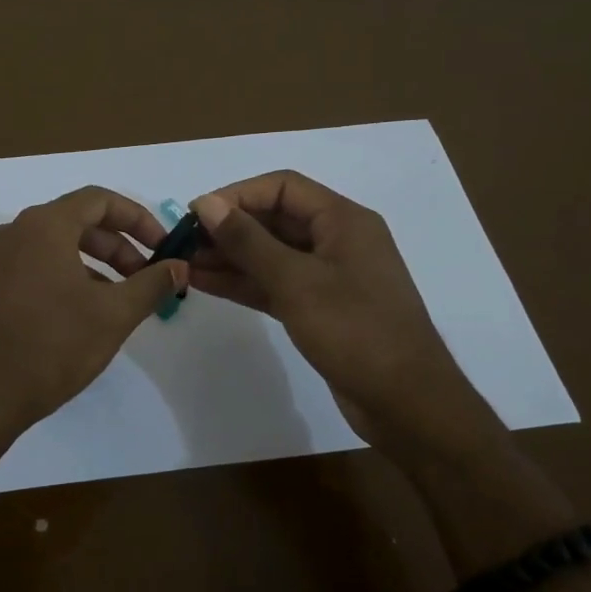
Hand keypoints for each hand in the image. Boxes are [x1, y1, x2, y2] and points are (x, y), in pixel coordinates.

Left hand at [0, 186, 188, 437]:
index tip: (162, 247)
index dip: (137, 218)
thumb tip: (179, 266)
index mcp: (43, 226)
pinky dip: (61, 277)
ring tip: (116, 300)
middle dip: (116, 246)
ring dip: (91, 264)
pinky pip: (30, 266)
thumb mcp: (113, 315)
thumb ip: (151, 284)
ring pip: (52, 246)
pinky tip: (77, 314)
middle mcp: (13, 231)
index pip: (99, 200)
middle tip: (143, 278)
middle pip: (75, 222)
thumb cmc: (52, 347)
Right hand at [188, 172, 490, 445]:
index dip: (237, 195)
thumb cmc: (355, 331)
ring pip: (271, 255)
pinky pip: (275, 284)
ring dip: (230, 257)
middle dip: (229, 228)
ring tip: (184, 262)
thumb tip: (206, 204)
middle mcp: (337, 240)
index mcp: (343, 220)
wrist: (406, 403)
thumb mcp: (296, 281)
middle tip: (184, 241)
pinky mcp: (320, 309)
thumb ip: (248, 241)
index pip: (282, 188)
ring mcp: (329, 277)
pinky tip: (206, 283)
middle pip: (275, 219)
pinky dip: (244, 282)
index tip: (196, 213)